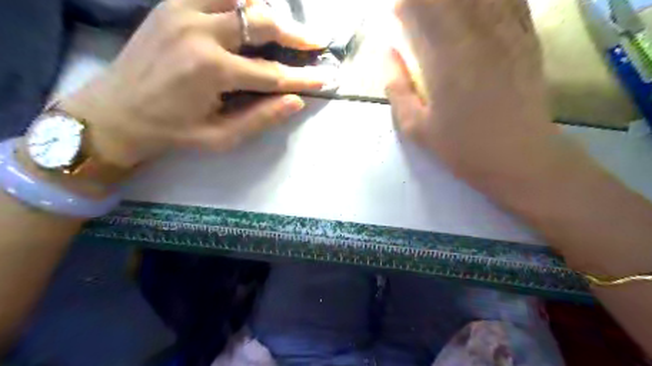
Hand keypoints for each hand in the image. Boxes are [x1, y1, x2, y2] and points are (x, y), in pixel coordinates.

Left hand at [64, 0, 332, 168]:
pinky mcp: (171, 4)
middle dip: (295, 34)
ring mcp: (182, 11)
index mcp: (213, 71)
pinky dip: (238, 0)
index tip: (325, 77)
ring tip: (282, 27)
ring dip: (266, 11)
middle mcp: (200, 32)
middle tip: (315, 42)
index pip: (272, 73)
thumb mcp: (221, 137)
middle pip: (262, 22)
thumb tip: (296, 101)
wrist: (117, 112)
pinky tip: (249, 12)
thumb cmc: (174, 131)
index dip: (302, 77)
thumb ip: (261, 118)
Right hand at [386, 0, 559, 182]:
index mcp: (446, 57)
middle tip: (416, 12)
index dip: (406, 4)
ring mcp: (508, 30)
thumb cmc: (461, 146)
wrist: (518, 156)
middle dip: (427, 1)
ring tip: (442, 12)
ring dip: (455, 1)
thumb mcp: (415, 127)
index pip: (421, 7)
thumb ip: (397, 87)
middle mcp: (478, 33)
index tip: (397, 12)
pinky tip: (475, 9)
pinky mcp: (528, 35)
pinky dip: (488, 0)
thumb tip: (387, 53)